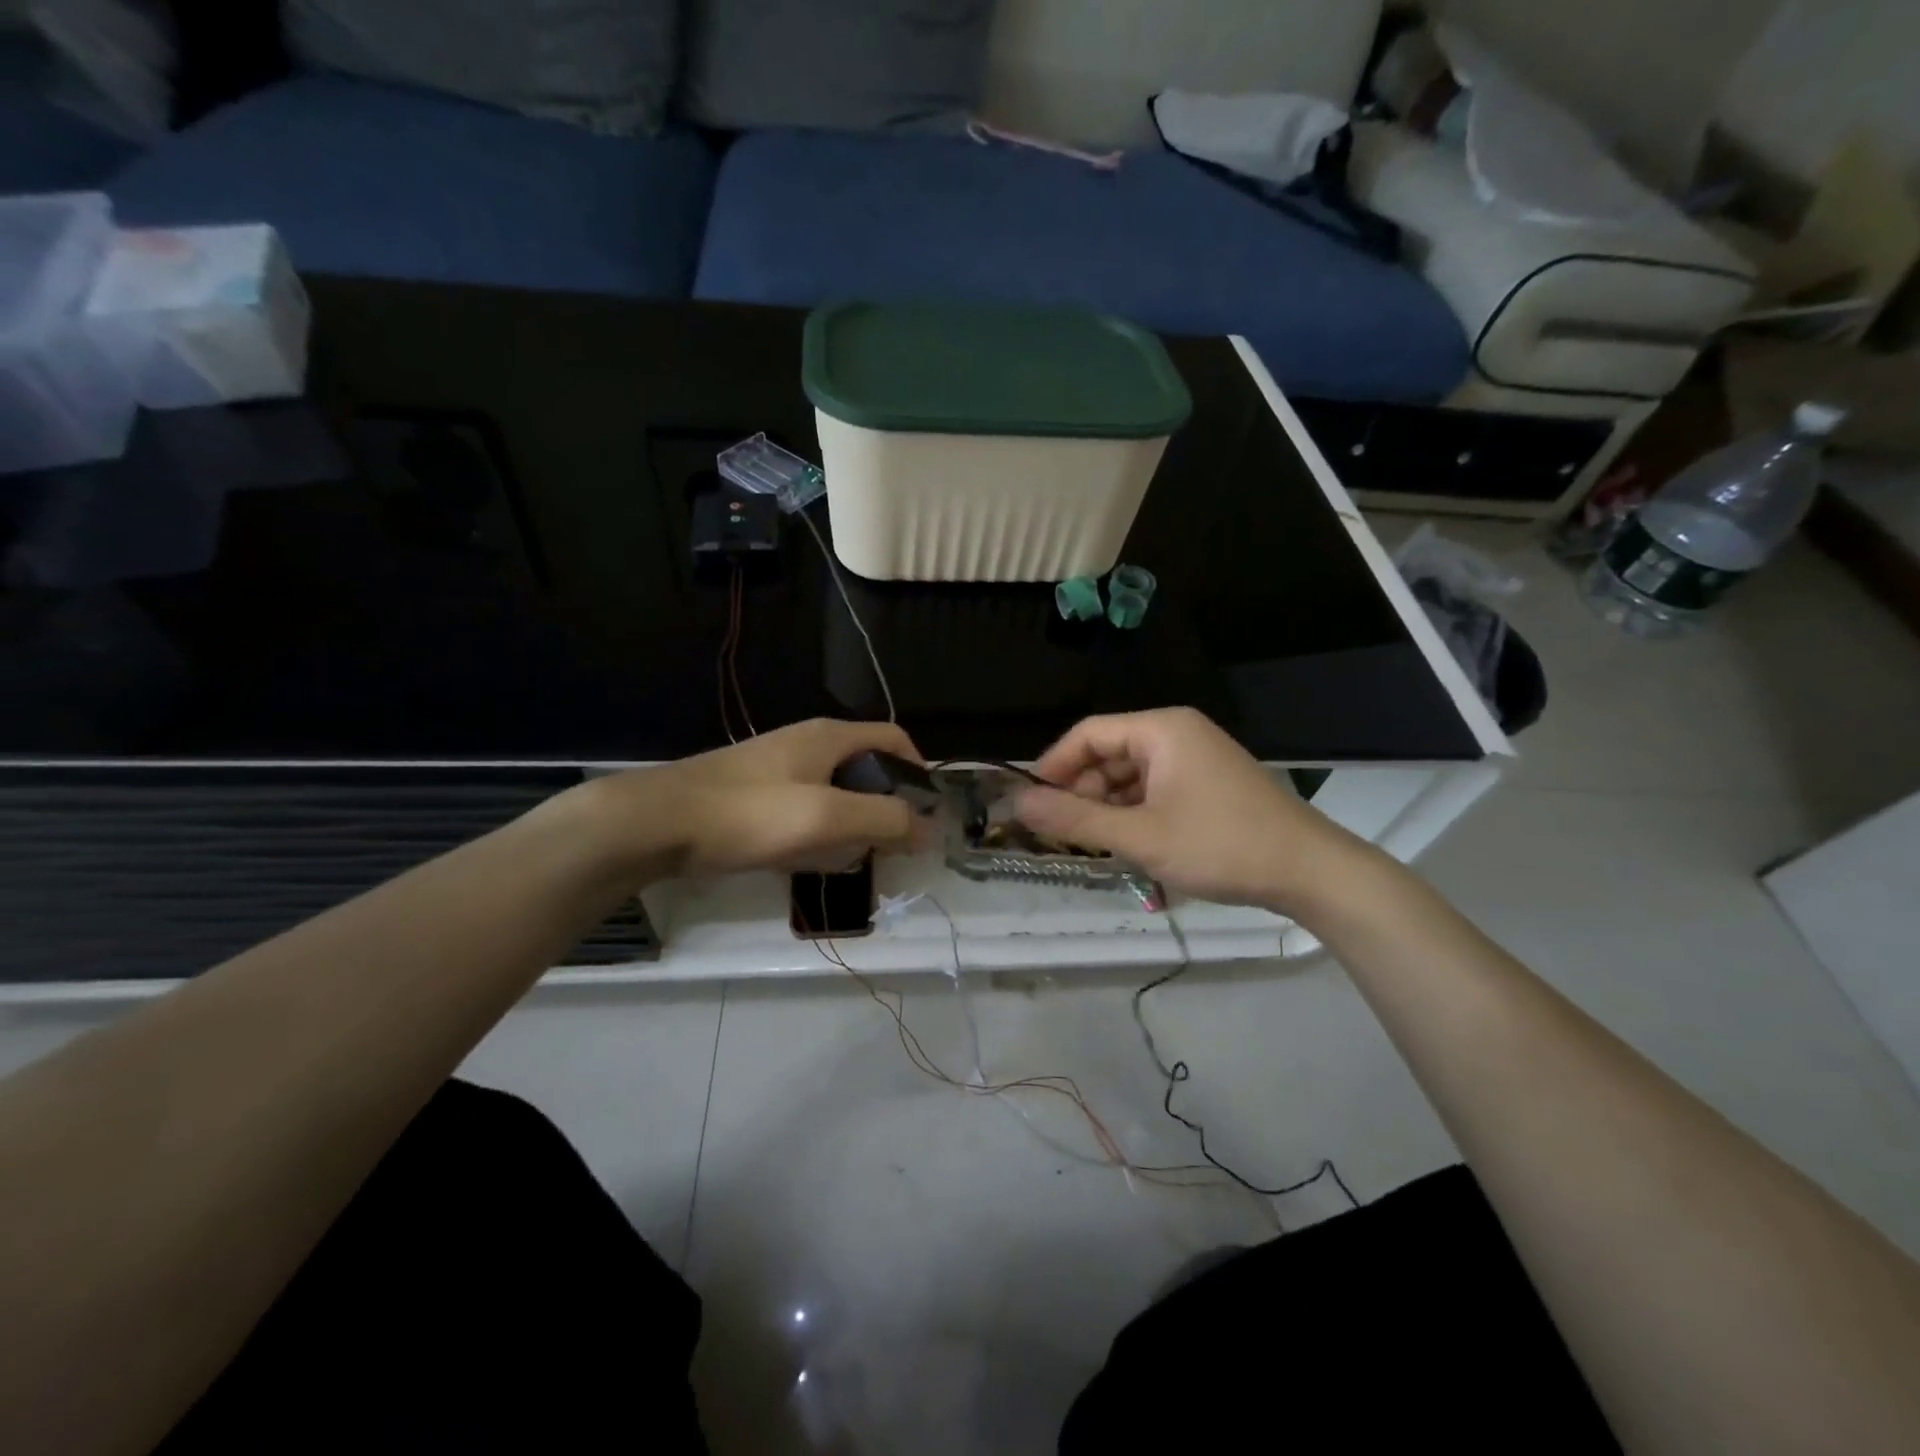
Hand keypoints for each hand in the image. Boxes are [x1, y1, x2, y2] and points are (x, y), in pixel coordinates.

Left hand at [586, 719, 925, 880]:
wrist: (660, 822)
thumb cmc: (751, 813)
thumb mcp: (827, 816)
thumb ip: (885, 819)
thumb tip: (931, 828)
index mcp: (831, 736)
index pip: (895, 739)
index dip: (918, 771)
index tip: (927, 813)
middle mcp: (809, 744)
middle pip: (867, 768)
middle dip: (885, 805)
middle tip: (892, 846)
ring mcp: (779, 769)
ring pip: (836, 792)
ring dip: (852, 823)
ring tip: (854, 858)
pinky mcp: (756, 795)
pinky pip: (805, 810)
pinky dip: (820, 832)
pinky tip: (810, 860)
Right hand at [1013, 708, 1370, 910]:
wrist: (1310, 871)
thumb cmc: (1220, 845)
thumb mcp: (1140, 836)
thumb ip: (1075, 819)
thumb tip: (1018, 804)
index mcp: (1161, 729)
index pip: (1088, 734)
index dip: (1052, 766)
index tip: (1029, 803)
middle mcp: (1177, 733)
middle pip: (1108, 753)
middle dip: (1080, 791)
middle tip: (1058, 833)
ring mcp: (1195, 758)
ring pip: (1130, 775)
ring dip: (1105, 806)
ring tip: (1090, 845)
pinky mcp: (1207, 783)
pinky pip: (1154, 789)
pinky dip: (1133, 812)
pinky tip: (1125, 843)